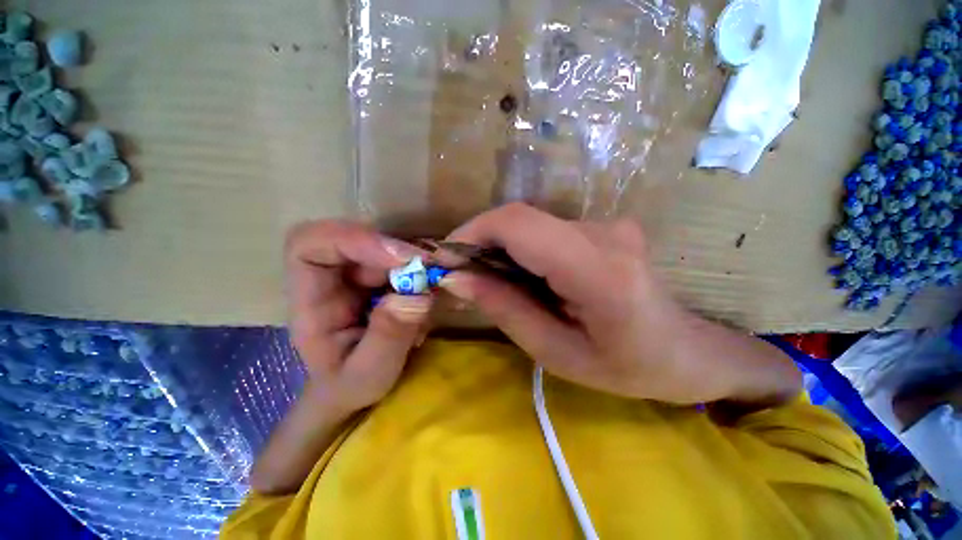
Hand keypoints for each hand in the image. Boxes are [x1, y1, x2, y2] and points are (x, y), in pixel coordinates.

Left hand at [285, 220, 432, 413]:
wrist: (359, 387)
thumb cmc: (350, 385)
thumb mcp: (367, 375)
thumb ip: (387, 338)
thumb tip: (417, 297)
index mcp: (313, 299)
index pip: (312, 245)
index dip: (355, 240)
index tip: (402, 259)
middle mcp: (337, 277)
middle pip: (366, 240)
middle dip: (406, 253)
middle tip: (440, 270)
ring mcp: (364, 274)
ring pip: (395, 248)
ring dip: (426, 262)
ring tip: (450, 286)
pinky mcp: (388, 277)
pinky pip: (412, 262)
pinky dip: (433, 271)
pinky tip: (448, 294)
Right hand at [439, 203, 798, 404]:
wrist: (684, 351)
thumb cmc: (625, 367)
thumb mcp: (556, 353)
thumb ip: (505, 310)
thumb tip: (456, 279)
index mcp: (598, 272)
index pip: (519, 225)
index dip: (473, 232)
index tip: (445, 259)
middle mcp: (603, 233)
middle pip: (521, 219)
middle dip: (480, 242)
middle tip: (460, 275)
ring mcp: (606, 224)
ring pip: (530, 224)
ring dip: (499, 247)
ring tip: (488, 281)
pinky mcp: (602, 226)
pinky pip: (545, 230)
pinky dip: (520, 248)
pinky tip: (519, 275)